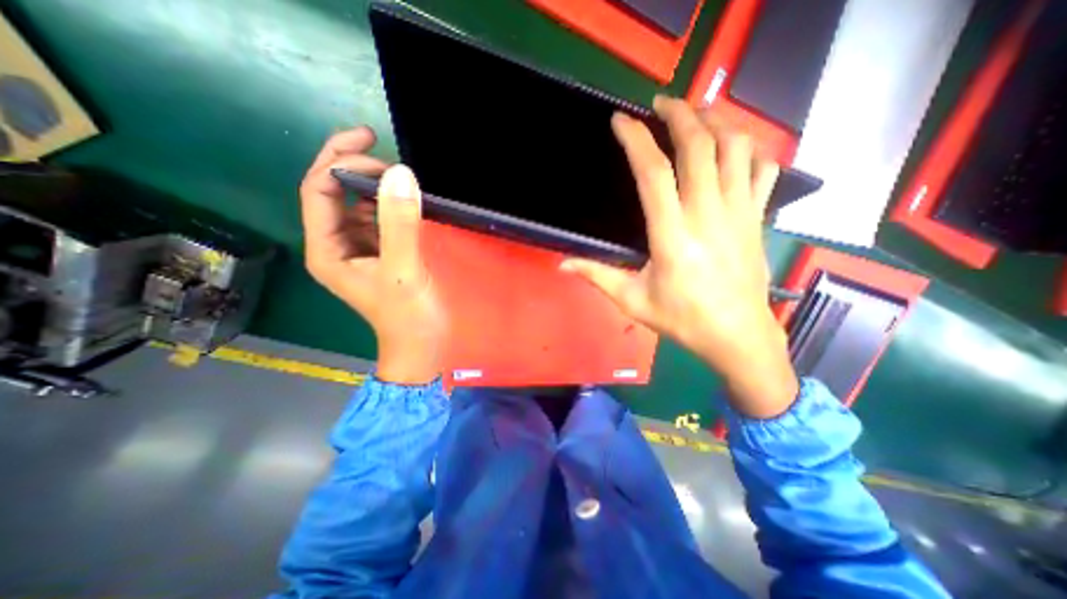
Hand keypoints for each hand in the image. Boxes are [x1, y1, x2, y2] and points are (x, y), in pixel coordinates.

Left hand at [300, 128, 447, 385]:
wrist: (422, 344)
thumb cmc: (408, 315)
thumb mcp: (403, 271)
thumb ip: (400, 224)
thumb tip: (400, 173)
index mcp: (327, 249)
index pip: (318, 191)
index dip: (339, 162)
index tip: (374, 147)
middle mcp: (336, 244)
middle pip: (331, 192)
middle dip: (350, 163)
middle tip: (378, 143)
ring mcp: (359, 247)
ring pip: (356, 202)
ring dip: (372, 181)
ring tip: (398, 171)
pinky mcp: (381, 251)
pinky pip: (378, 217)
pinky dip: (388, 201)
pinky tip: (405, 196)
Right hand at [562, 96, 796, 417]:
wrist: (736, 334)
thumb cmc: (682, 319)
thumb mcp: (632, 301)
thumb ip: (597, 276)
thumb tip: (563, 264)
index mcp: (672, 236)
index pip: (654, 173)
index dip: (636, 140)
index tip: (621, 122)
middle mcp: (707, 215)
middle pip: (698, 146)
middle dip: (679, 114)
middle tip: (661, 103)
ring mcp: (739, 212)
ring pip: (735, 148)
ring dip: (716, 122)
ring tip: (696, 116)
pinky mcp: (758, 217)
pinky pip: (763, 169)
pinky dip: (749, 148)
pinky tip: (733, 147)